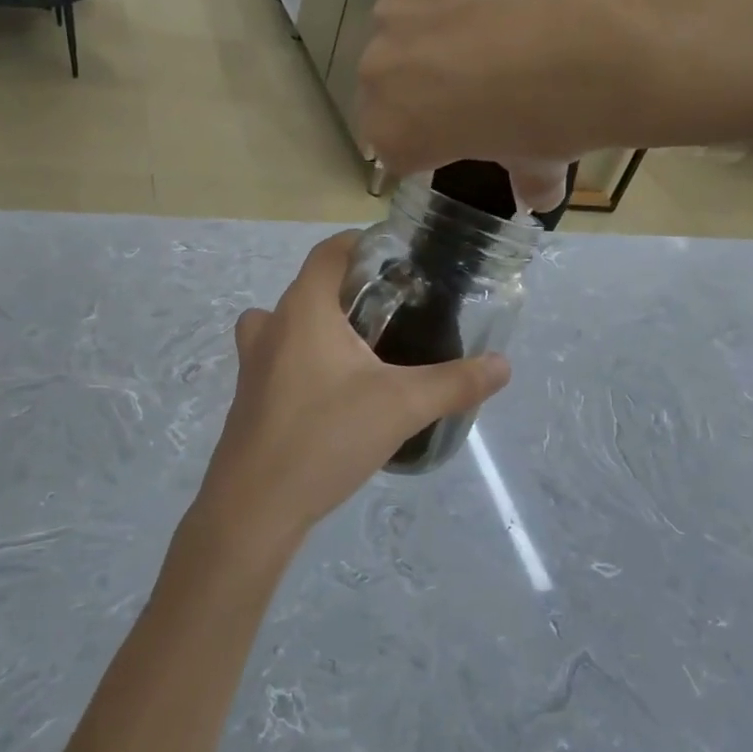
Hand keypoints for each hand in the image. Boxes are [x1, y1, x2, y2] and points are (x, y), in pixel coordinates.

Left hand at [192, 232, 510, 559]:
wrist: (253, 507)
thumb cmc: (325, 437)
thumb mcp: (402, 407)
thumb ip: (455, 382)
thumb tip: (503, 365)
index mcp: (303, 309)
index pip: (330, 251)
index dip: (362, 244)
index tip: (399, 257)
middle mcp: (271, 325)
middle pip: (312, 286)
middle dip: (352, 289)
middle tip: (397, 308)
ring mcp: (252, 362)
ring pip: (290, 323)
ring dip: (323, 324)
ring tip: (366, 348)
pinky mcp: (249, 395)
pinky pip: (280, 357)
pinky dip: (307, 357)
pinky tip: (338, 392)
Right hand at [357, 0, 654, 210]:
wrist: (605, 31)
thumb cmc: (564, 115)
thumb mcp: (540, 160)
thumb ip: (524, 178)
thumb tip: (536, 195)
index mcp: (393, 135)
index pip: (395, 140)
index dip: (431, 132)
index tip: (466, 124)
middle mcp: (375, 74)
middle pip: (390, 77)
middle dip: (425, 75)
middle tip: (482, 66)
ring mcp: (390, 8)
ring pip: (406, 17)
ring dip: (436, 19)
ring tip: (497, 12)